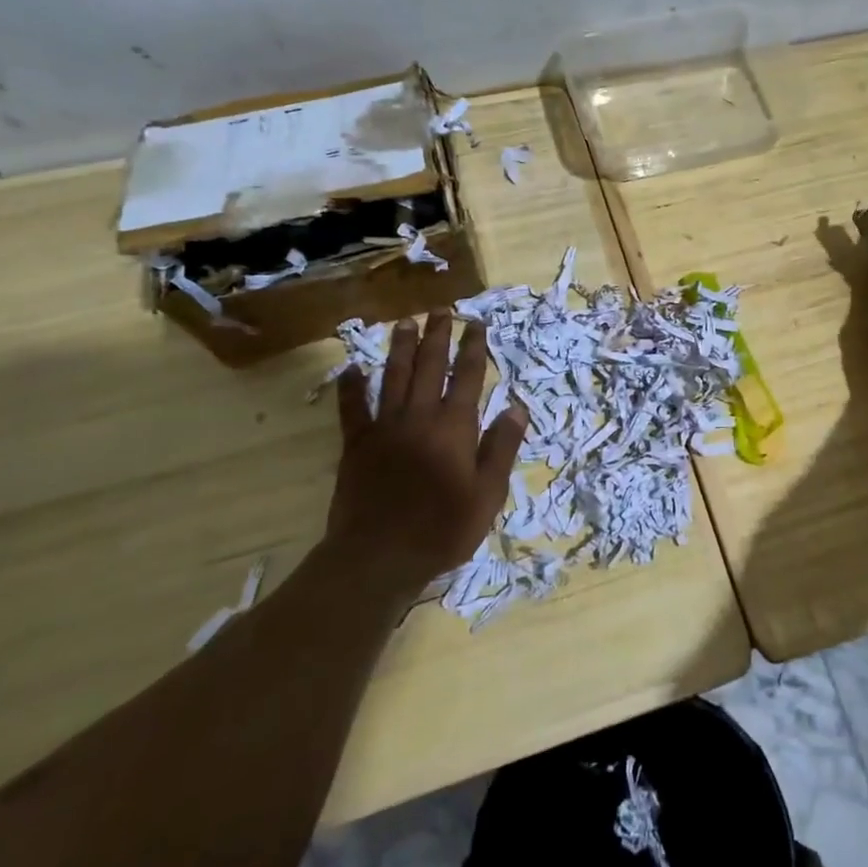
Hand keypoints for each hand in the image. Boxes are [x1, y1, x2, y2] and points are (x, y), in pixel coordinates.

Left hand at [328, 312, 528, 589]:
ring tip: (404, 322)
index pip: (468, 377)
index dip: (473, 348)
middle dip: (437, 336)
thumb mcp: (488, 494)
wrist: (379, 556)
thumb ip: (501, 447)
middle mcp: (420, 417)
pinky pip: (352, 409)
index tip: (477, 324)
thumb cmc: (442, 529)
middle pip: (429, 367)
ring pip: (393, 377)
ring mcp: (384, 428)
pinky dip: (351, 387)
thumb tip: (516, 406)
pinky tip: (351, 368)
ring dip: (400, 348)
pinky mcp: (356, 445)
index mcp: (455, 427)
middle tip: (441, 310)